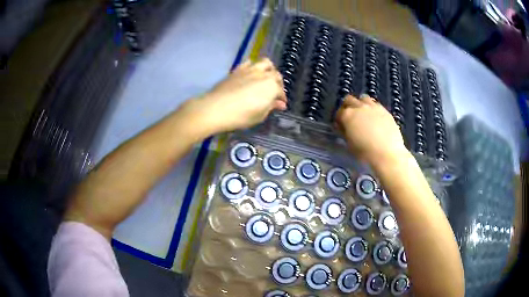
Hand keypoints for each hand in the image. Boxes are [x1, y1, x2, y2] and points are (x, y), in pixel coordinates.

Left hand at [194, 57, 286, 133]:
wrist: (216, 108)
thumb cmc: (241, 116)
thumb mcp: (259, 115)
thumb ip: (271, 107)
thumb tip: (280, 104)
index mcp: (272, 87)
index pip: (281, 92)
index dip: (282, 98)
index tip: (281, 104)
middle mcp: (264, 75)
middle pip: (276, 75)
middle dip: (278, 83)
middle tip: (275, 91)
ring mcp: (250, 70)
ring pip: (265, 63)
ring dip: (269, 69)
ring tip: (266, 77)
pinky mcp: (238, 69)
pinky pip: (249, 62)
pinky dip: (253, 66)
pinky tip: (251, 74)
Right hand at [335, 94, 407, 164]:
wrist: (387, 153)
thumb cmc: (365, 152)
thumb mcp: (350, 144)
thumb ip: (344, 132)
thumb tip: (342, 127)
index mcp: (347, 115)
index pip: (339, 112)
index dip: (338, 119)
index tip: (340, 125)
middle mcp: (359, 107)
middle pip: (349, 99)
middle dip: (347, 106)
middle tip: (350, 116)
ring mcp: (373, 107)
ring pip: (363, 98)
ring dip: (360, 103)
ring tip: (363, 113)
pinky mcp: (384, 110)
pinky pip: (375, 104)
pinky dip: (372, 108)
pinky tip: (374, 117)